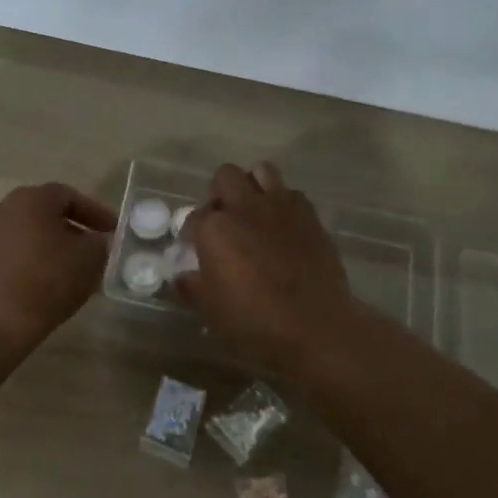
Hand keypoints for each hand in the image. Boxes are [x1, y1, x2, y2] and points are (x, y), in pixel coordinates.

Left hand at [0, 182, 116, 353]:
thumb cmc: (47, 282)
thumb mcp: (90, 259)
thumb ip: (98, 242)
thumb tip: (93, 241)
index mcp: (30, 199)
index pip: (69, 196)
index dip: (95, 212)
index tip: (112, 230)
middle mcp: (1, 208)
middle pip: (43, 213)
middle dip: (70, 229)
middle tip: (90, 248)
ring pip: (24, 234)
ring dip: (47, 246)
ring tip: (66, 270)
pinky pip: (8, 255)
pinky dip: (27, 262)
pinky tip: (40, 284)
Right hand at [178, 163, 363, 376]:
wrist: (315, 326)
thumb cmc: (254, 321)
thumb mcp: (211, 310)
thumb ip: (192, 287)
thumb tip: (182, 277)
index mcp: (214, 228)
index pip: (193, 218)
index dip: (192, 233)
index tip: (196, 248)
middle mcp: (244, 207)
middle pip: (225, 176)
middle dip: (220, 193)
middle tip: (224, 219)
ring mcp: (280, 206)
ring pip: (261, 171)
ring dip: (253, 185)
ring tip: (253, 210)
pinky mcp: (309, 214)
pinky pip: (291, 193)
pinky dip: (283, 202)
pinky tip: (282, 225)